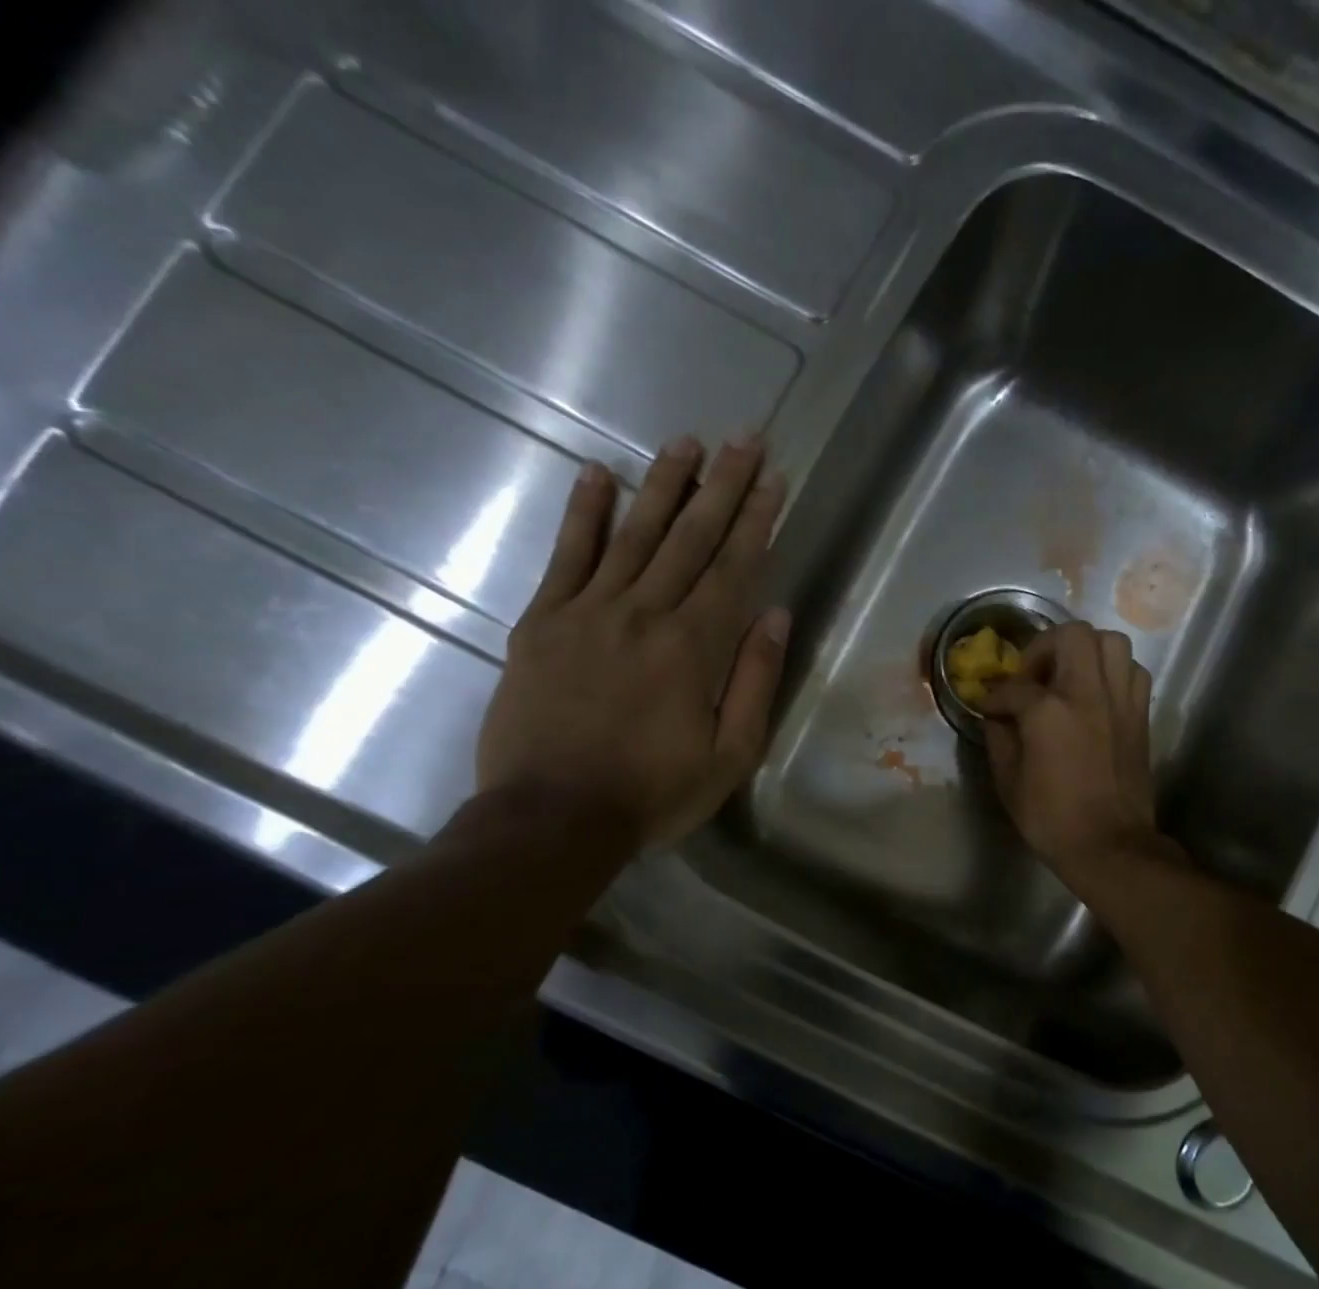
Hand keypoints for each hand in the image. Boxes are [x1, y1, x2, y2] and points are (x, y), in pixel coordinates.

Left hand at [476, 435, 788, 855]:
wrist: (552, 819)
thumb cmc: (653, 793)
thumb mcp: (730, 755)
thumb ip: (755, 681)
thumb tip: (776, 615)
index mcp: (693, 647)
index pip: (733, 568)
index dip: (757, 521)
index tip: (774, 479)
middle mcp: (643, 614)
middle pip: (689, 538)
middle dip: (722, 486)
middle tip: (743, 439)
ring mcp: (587, 612)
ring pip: (633, 534)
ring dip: (662, 485)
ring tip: (686, 442)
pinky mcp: (542, 622)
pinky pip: (566, 557)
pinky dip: (583, 514)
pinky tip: (597, 474)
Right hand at [979, 622, 1169, 888]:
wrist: (1111, 846)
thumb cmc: (1052, 819)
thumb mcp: (1009, 782)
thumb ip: (999, 738)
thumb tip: (997, 715)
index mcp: (1049, 712)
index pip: (1014, 686)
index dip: (995, 696)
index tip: (989, 708)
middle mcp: (1088, 693)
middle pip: (1071, 635)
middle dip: (1044, 647)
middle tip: (1033, 676)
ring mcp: (1120, 700)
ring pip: (1110, 641)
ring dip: (1084, 651)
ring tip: (1067, 678)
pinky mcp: (1140, 714)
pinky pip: (1131, 670)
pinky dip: (1111, 671)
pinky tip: (1094, 694)